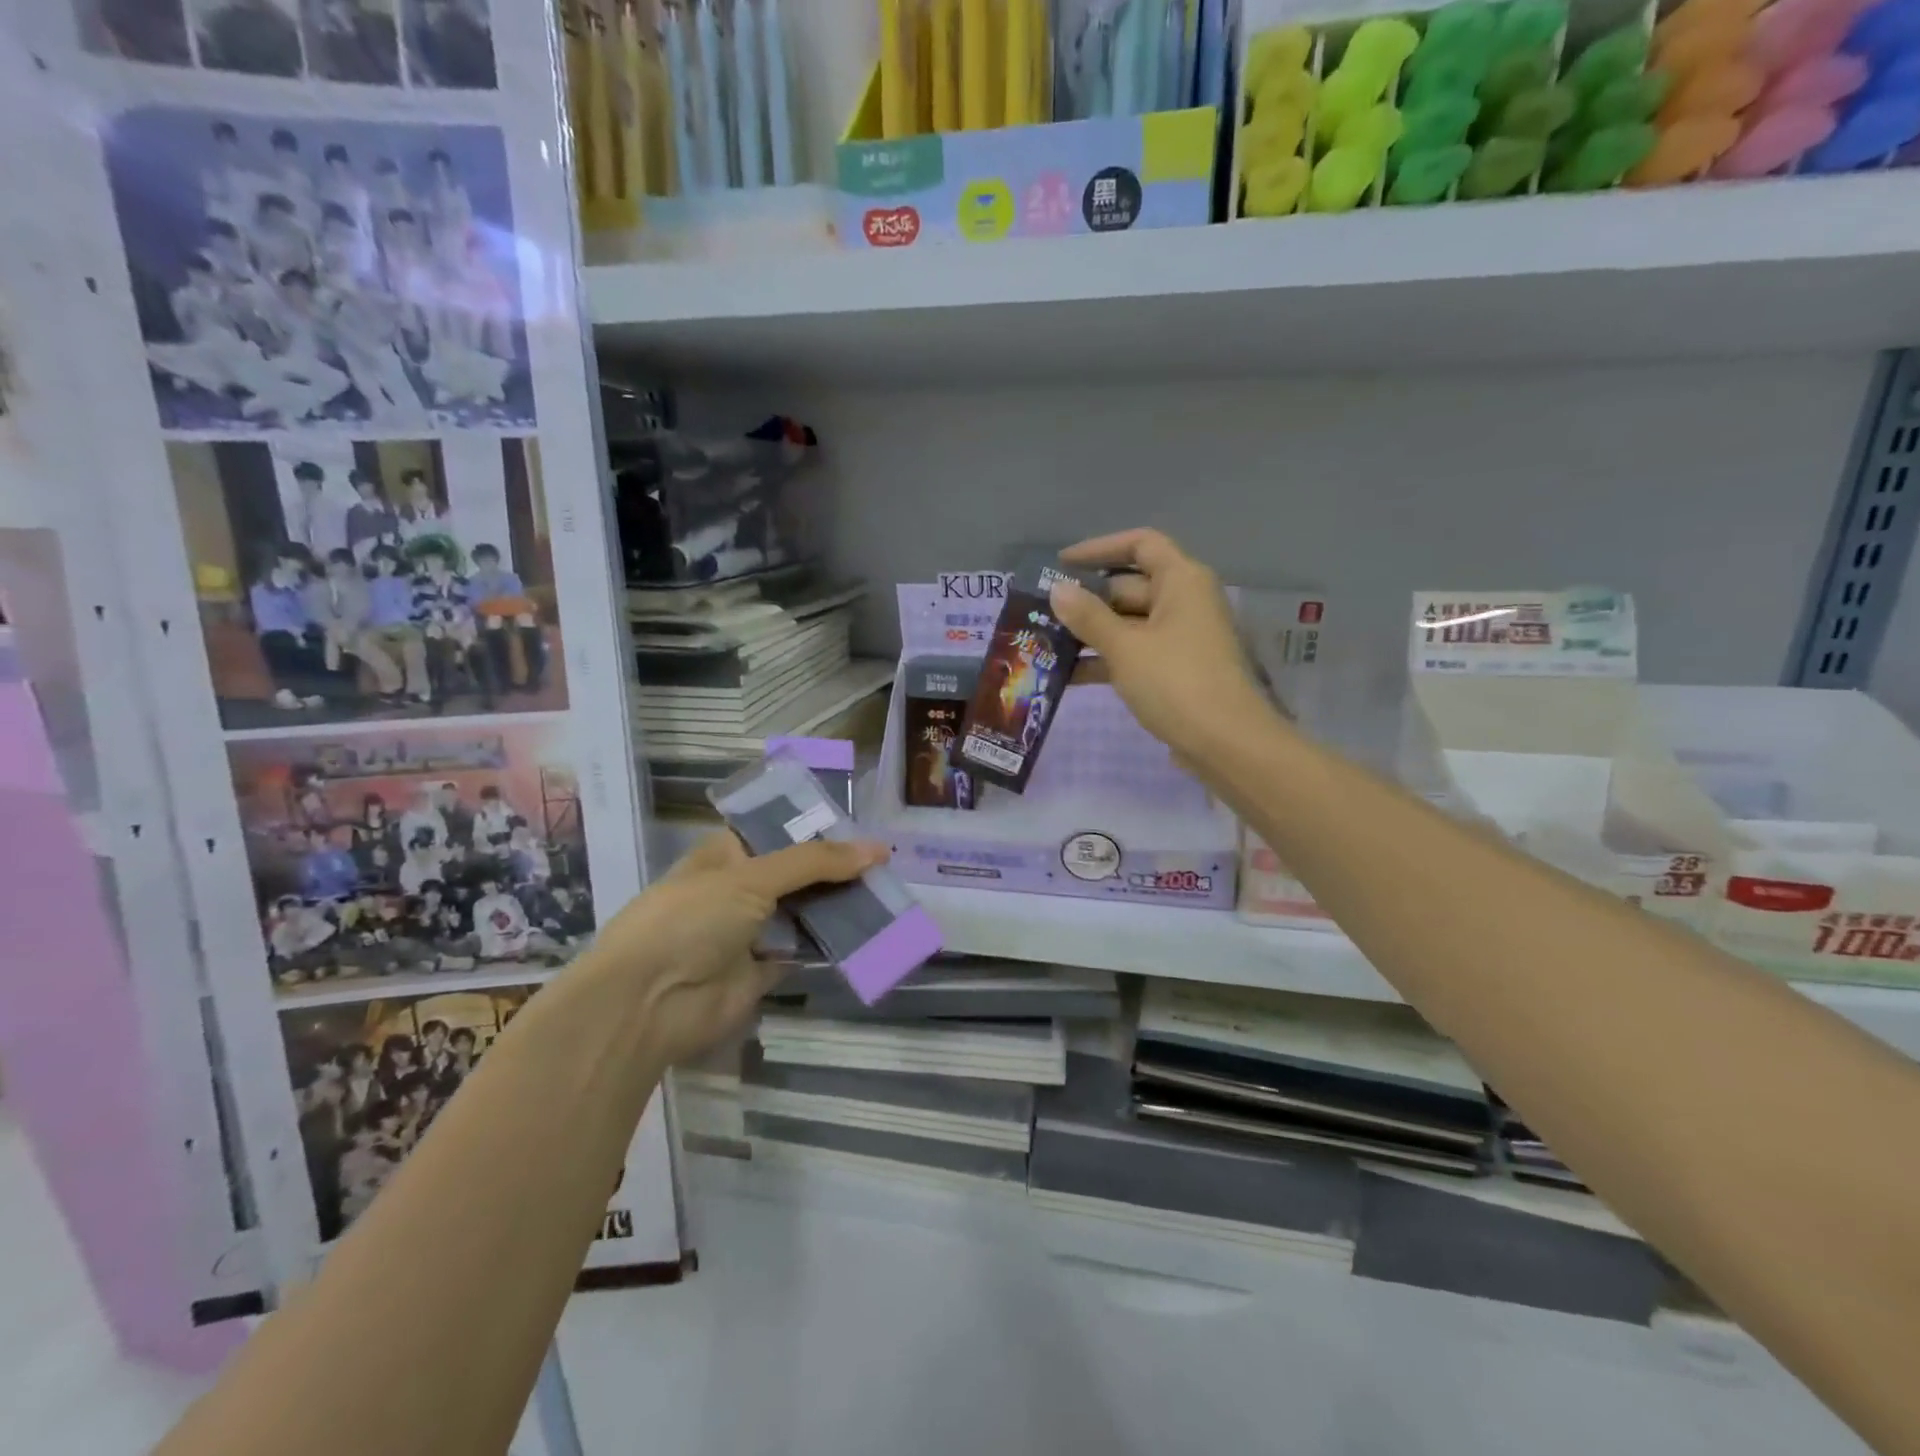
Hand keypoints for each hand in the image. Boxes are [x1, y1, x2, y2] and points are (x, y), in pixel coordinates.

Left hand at [588, 831, 886, 1068]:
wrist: (648, 1004)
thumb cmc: (690, 920)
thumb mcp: (751, 877)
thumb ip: (815, 862)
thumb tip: (879, 849)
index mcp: (725, 854)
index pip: (777, 831)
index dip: (816, 828)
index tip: (861, 826)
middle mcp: (737, 888)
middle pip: (795, 872)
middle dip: (834, 868)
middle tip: (885, 862)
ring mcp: (749, 931)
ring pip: (803, 910)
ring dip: (837, 905)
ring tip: (888, 891)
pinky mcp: (761, 970)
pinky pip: (803, 949)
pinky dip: (830, 943)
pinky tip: (869, 931)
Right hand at [1049, 528, 1277, 765]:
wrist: (1226, 743)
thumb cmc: (1175, 682)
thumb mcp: (1124, 647)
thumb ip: (1088, 616)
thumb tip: (1057, 590)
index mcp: (1181, 581)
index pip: (1140, 544)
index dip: (1099, 548)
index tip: (1061, 564)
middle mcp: (1185, 602)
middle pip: (1130, 586)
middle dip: (1087, 600)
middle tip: (1042, 612)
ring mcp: (1182, 638)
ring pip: (1129, 624)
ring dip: (1092, 634)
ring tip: (1046, 644)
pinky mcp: (1176, 670)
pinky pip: (1136, 653)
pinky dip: (1107, 659)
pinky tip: (1068, 675)